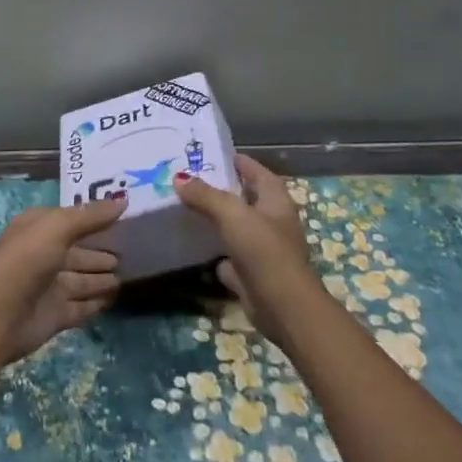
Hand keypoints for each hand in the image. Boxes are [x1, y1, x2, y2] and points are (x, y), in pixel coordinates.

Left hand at [0, 196, 126, 363]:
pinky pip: (82, 305)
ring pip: (81, 278)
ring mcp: (49, 286)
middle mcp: (43, 254)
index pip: (70, 219)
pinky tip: (115, 297)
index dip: (94, 217)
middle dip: (100, 250)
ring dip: (101, 276)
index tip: (123, 216)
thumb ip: (90, 216)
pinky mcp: (55, 315)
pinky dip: (97, 301)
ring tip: (128, 272)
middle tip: (131, 249)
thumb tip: (123, 202)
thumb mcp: (57, 227)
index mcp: (38, 228)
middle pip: (78, 250)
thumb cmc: (26, 260)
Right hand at [175, 154, 324, 347]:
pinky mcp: (252, 273)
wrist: (283, 308)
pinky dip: (215, 251)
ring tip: (185, 206)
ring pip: (236, 227)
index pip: (256, 171)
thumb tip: (179, 177)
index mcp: (275, 200)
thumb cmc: (264, 251)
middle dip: (221, 189)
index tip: (209, 154)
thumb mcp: (232, 215)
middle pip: (245, 198)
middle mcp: (272, 221)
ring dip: (217, 219)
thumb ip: (206, 195)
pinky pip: (229, 255)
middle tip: (189, 179)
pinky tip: (194, 246)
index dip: (236, 161)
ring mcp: (263, 249)